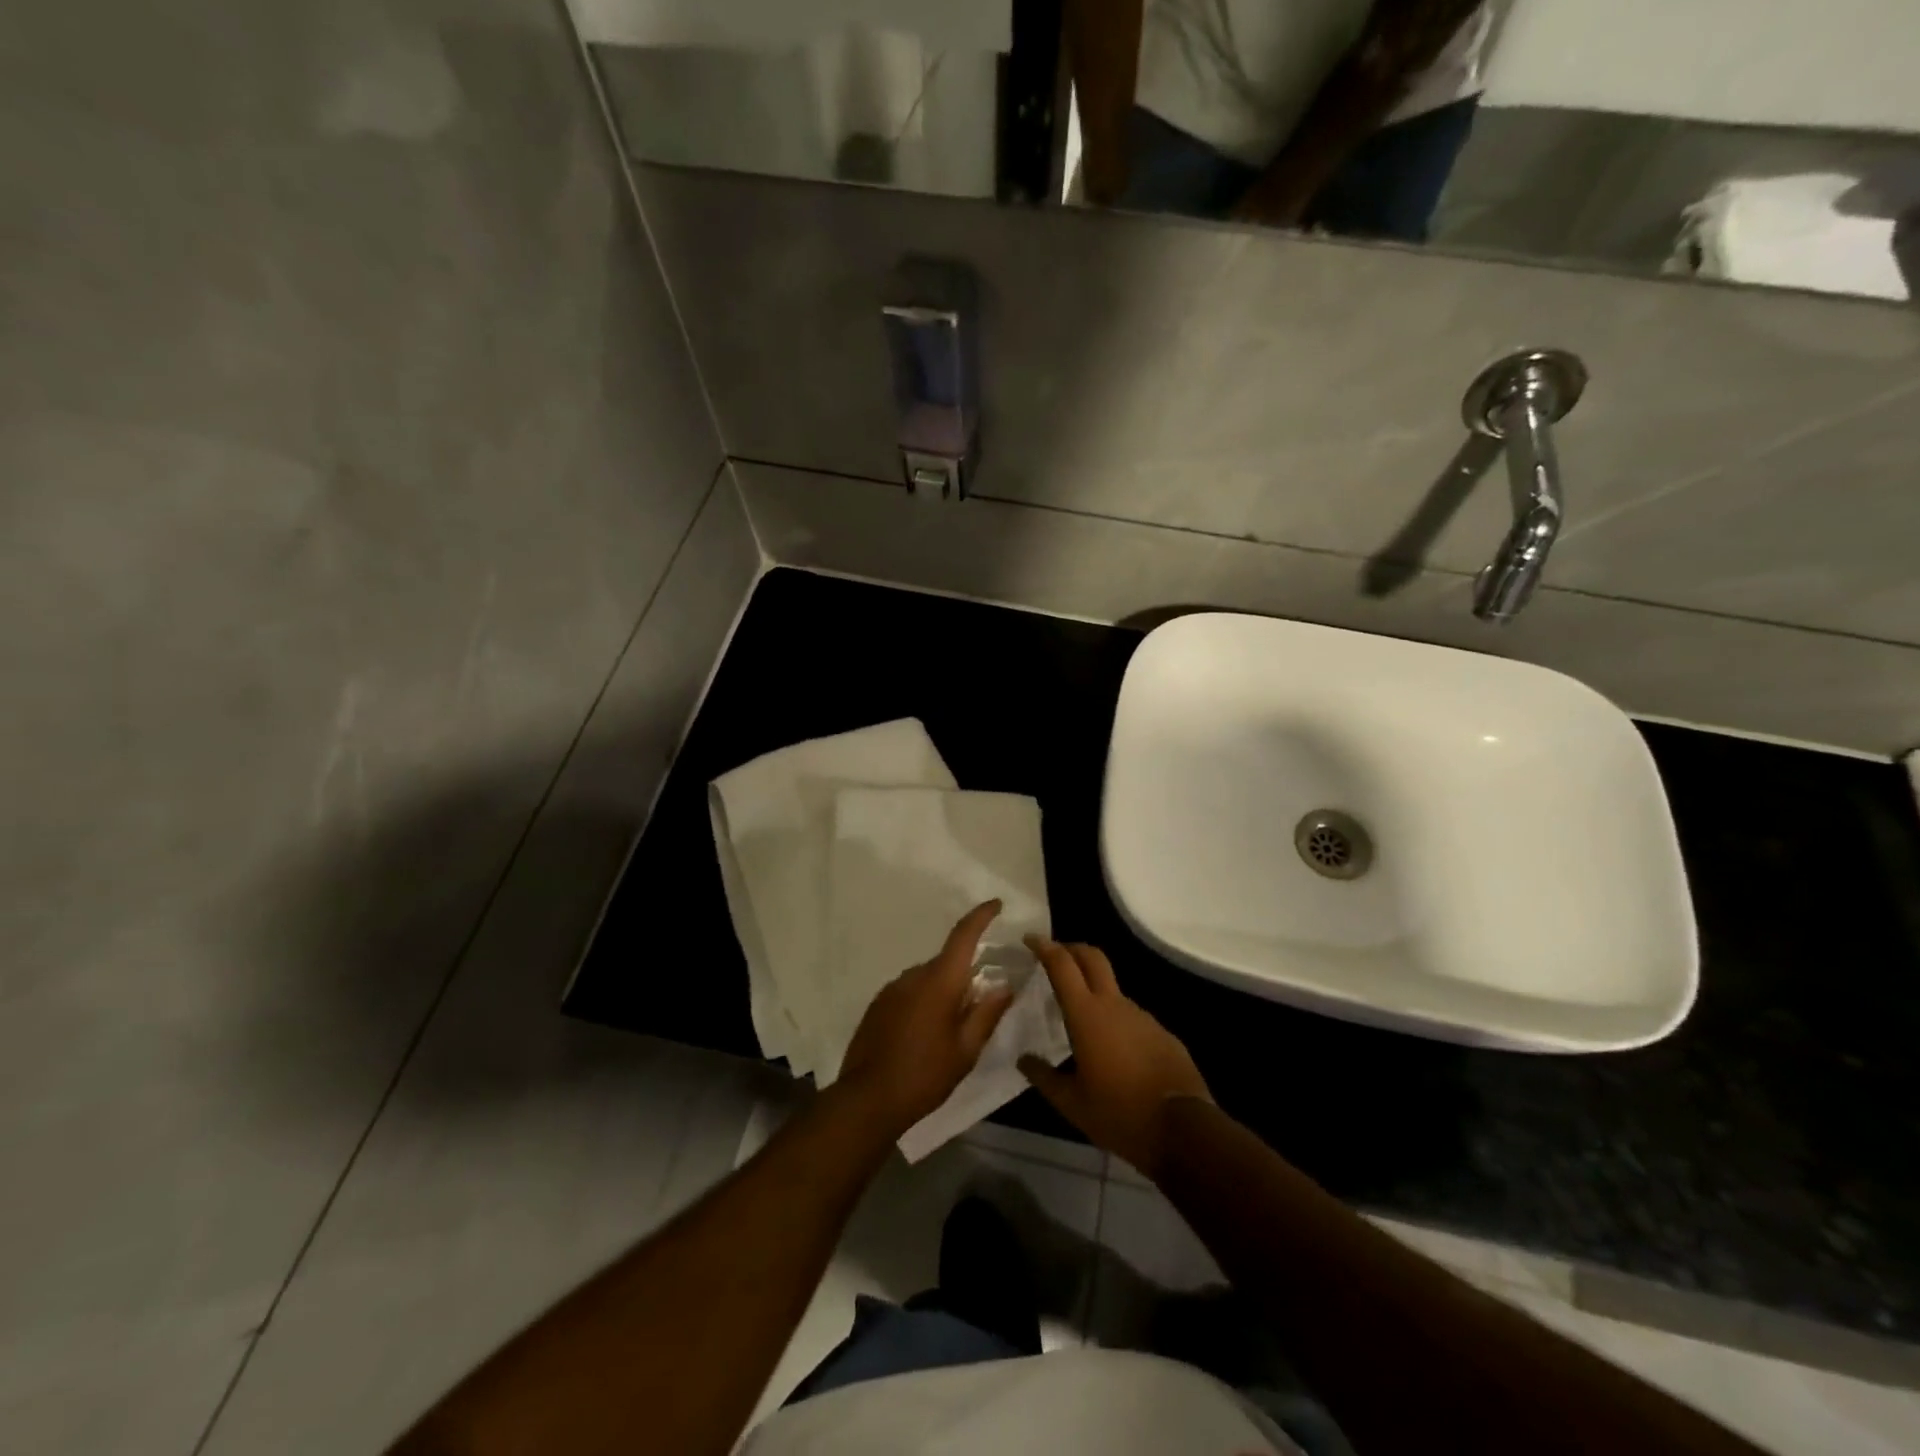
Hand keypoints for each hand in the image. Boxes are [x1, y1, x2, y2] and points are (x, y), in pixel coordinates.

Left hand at [835, 901, 1014, 1140]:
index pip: (963, 935)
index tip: (995, 904)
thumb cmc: (925, 1075)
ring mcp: (891, 989)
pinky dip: (922, 1003)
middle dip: (964, 976)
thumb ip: (987, 1014)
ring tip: (950, 1029)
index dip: (981, 916)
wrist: (868, 1099)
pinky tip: (924, 1036)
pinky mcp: (877, 1005)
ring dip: (941, 993)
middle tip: (979, 1004)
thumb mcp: (966, 1050)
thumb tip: (1004, 986)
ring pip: (927, 979)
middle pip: (946, 963)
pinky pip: (909, 993)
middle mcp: (913, 976)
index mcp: (940, 981)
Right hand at [1018, 938, 1210, 1180]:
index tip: (1030, 938)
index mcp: (1086, 1015)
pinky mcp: (1161, 1032)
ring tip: (1080, 1019)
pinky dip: (1115, 1021)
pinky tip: (1112, 1051)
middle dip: (1072, 949)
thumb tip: (1024, 1060)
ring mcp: (1142, 1016)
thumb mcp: (1072, 1103)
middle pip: (1092, 957)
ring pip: (1112, 990)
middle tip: (1054, 955)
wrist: (1182, 1129)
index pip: (1062, 965)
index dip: (1044, 946)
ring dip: (1094, 991)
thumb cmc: (1119, 1113)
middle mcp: (1114, 1005)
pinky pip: (1131, 1018)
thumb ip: (1043, 1077)